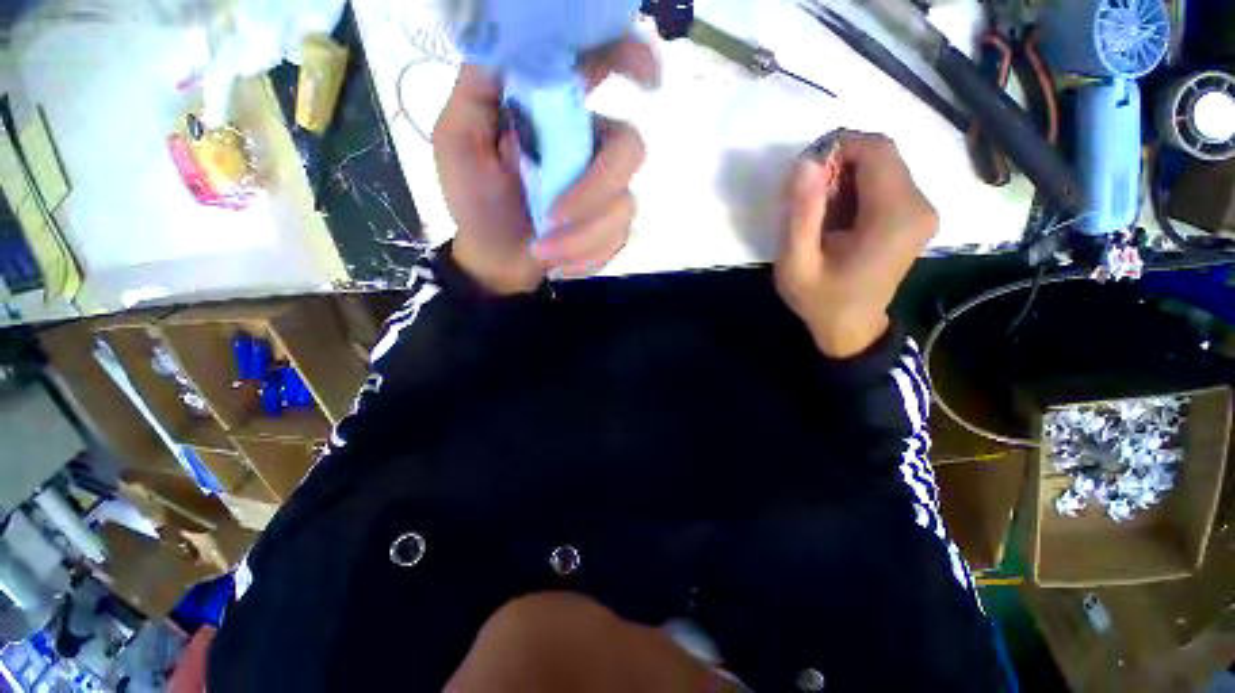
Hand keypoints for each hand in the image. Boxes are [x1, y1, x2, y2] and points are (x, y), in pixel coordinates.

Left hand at [432, 39, 656, 294]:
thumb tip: (513, 45)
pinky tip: (557, 261)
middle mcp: (594, 144)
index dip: (633, 60)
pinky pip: (616, 240)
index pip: (605, 67)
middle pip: (629, 149)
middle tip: (552, 218)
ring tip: (542, 251)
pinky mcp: (614, 228)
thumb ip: (479, 90)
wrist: (497, 256)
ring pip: (624, 205)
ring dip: (580, 237)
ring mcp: (610, 190)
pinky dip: (584, 256)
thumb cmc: (477, 198)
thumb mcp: (459, 139)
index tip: (647, 80)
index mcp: (560, 111)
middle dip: (592, 191)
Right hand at [775, 131, 937, 357]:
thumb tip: (806, 162)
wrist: (851, 328)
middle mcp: (920, 205)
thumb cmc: (820, 300)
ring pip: (883, 166)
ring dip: (845, 178)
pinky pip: (886, 183)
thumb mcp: (797, 263)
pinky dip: (856, 189)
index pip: (875, 150)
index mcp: (895, 216)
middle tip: (808, 200)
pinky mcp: (916, 216)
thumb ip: (801, 214)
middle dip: (839, 165)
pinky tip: (837, 218)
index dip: (837, 149)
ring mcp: (923, 211)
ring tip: (820, 215)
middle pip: (882, 155)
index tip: (804, 176)